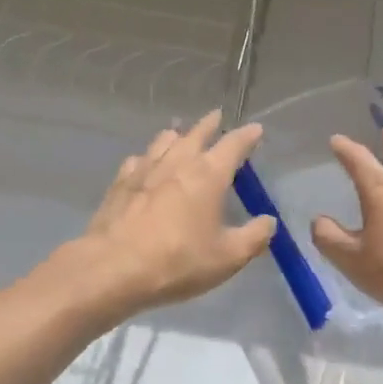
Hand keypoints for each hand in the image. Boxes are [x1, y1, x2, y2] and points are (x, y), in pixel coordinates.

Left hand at [73, 111, 274, 315]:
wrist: (113, 267)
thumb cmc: (178, 260)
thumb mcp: (227, 257)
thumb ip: (253, 237)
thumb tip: (269, 221)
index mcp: (208, 174)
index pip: (234, 145)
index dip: (247, 136)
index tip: (255, 129)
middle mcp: (178, 162)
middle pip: (196, 133)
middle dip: (210, 124)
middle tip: (216, 116)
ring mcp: (145, 169)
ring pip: (164, 141)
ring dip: (177, 135)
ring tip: (180, 134)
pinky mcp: (120, 183)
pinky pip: (138, 160)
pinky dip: (148, 157)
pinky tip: (145, 164)